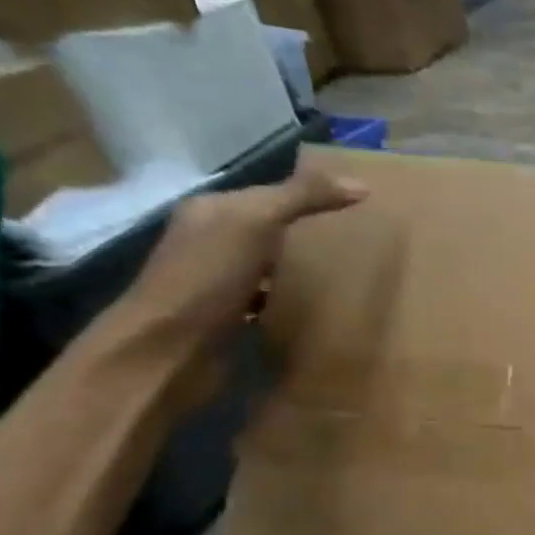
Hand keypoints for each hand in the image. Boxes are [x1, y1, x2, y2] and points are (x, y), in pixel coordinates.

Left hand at [117, 164, 366, 355]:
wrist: (168, 350)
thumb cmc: (208, 277)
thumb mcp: (256, 222)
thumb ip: (303, 198)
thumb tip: (362, 184)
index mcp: (212, 211)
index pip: (270, 193)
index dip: (312, 194)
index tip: (361, 203)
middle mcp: (211, 241)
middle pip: (272, 228)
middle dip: (311, 231)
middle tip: (366, 237)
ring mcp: (219, 282)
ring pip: (273, 265)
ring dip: (305, 267)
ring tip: (353, 271)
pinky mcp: (231, 318)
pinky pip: (272, 300)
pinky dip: (295, 300)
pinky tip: (322, 306)